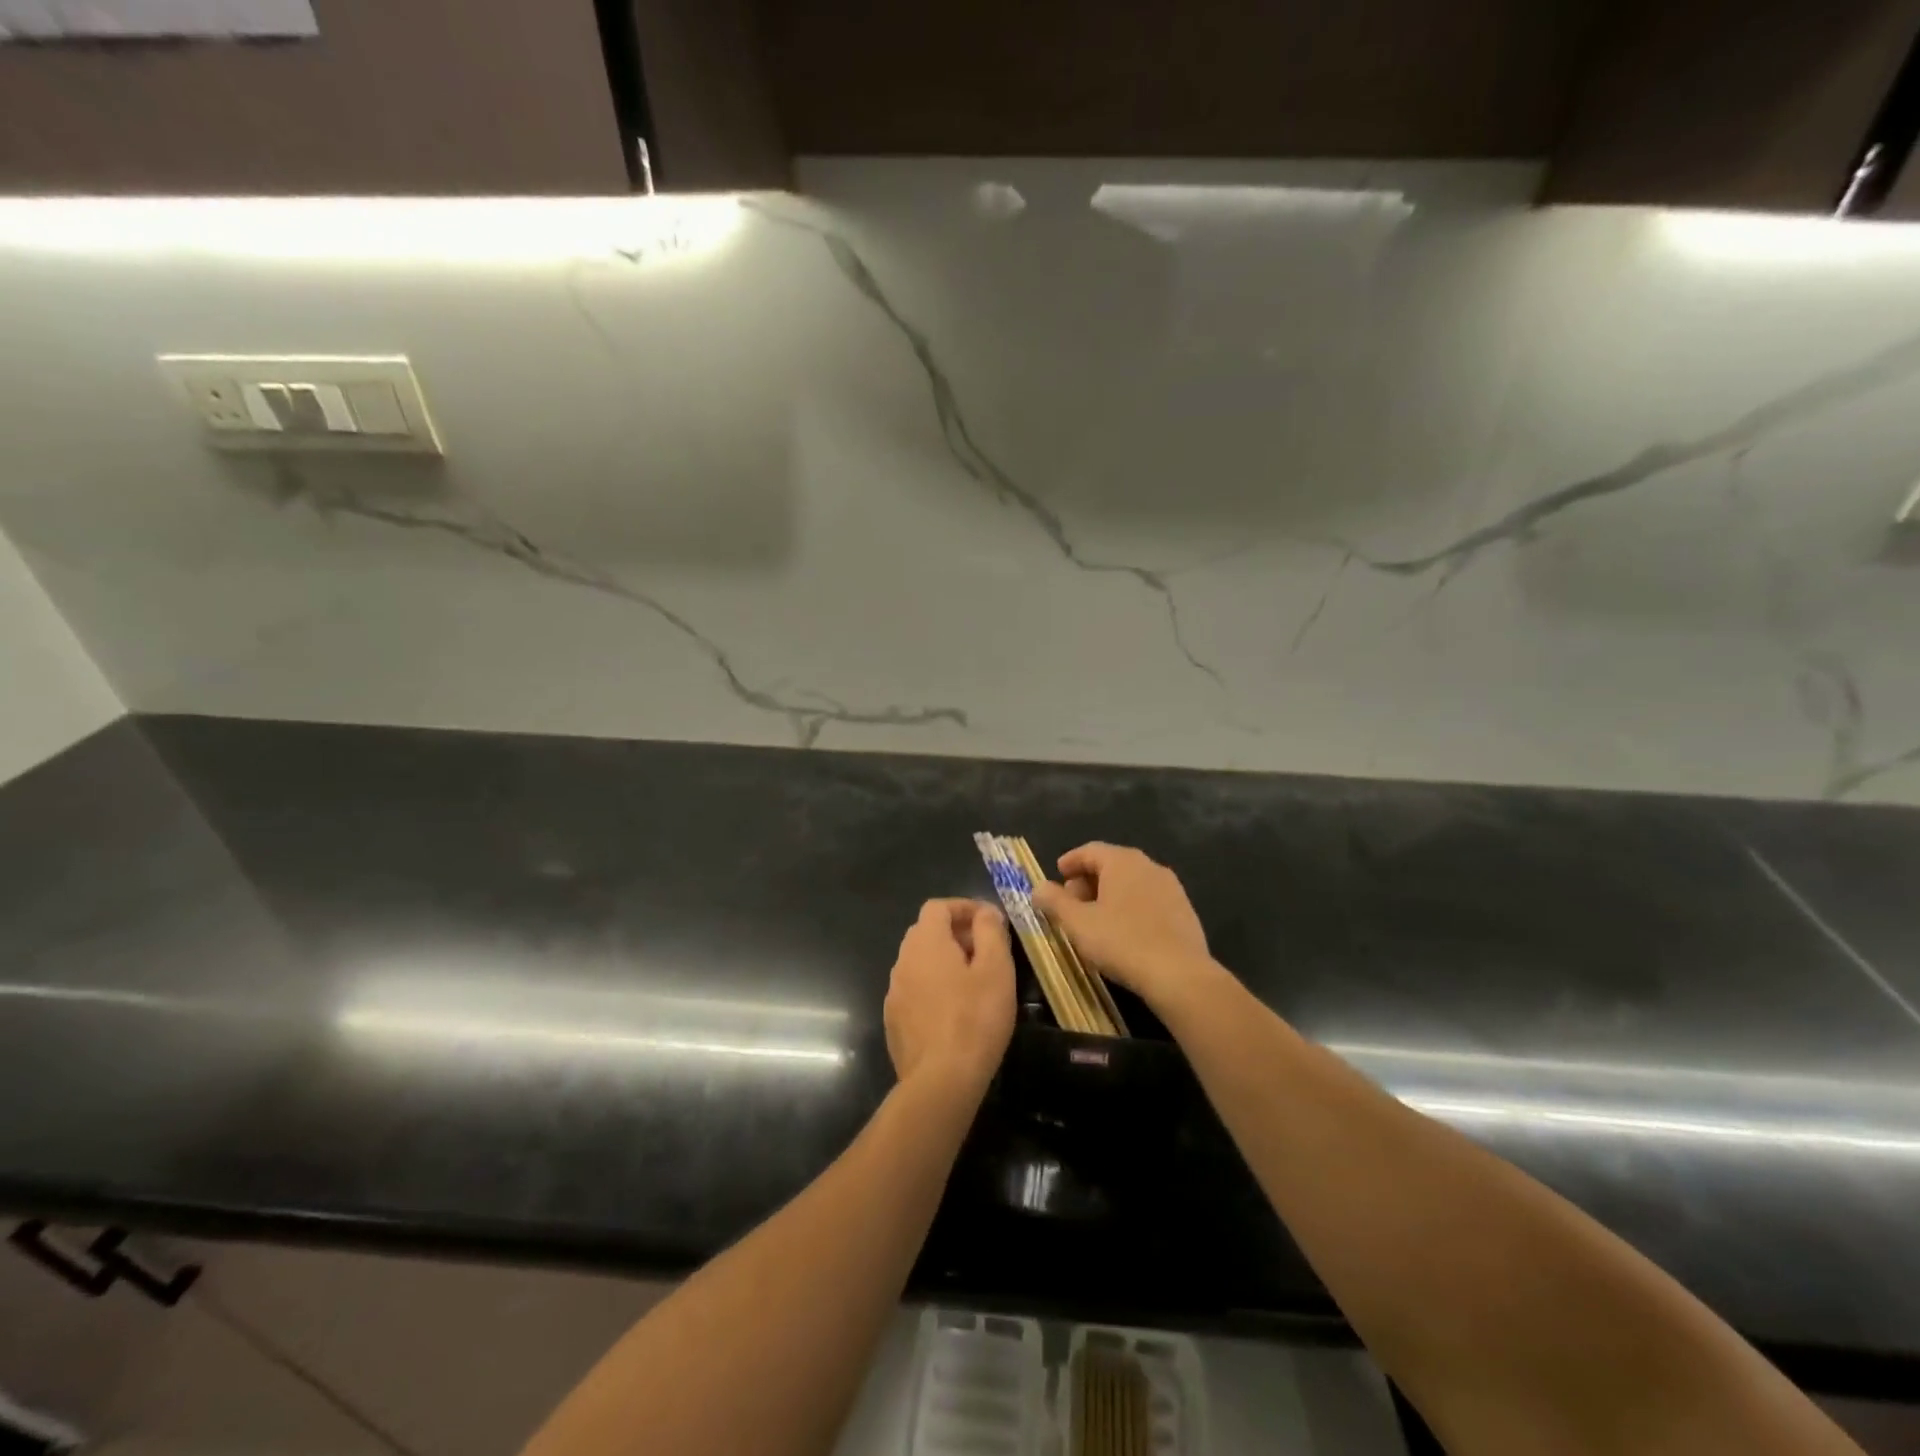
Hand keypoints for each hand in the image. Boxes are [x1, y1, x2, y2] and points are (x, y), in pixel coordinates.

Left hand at [884, 899, 1015, 1095]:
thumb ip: (990, 932)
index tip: (989, 921)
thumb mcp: (996, 969)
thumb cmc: (975, 1018)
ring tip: (973, 981)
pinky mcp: (894, 1021)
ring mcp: (894, 992)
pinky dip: (933, 988)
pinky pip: (914, 991)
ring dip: (944, 962)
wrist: (941, 1080)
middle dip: (956, 933)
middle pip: (926, 932)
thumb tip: (985, 912)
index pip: (938, 907)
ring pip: (919, 963)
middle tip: (985, 950)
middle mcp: (902, 961)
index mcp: (926, 942)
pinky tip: (954, 1011)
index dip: (964, 907)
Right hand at [1030, 843, 1214, 1010]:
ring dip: (1110, 895)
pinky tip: (1124, 932)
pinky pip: (1149, 900)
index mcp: (1122, 861)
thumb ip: (1054, 901)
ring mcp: (1171, 887)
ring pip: (1132, 883)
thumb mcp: (1077, 923)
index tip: (1057, 875)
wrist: (1179, 974)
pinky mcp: (1184, 910)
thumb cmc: (1121, 942)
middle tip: (1071, 903)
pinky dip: (1131, 908)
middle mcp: (1149, 866)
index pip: (1090, 850)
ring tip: (1095, 920)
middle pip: (1112, 865)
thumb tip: (1038, 887)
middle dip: (1088, 881)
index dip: (1070, 861)